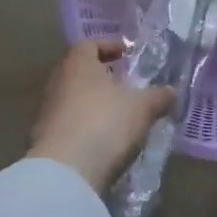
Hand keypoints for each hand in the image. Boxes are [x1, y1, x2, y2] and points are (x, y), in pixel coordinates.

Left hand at [26, 40, 175, 195]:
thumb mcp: (142, 107)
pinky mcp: (44, 138)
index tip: (127, 56)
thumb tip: (172, 92)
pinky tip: (104, 139)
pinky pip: (69, 123)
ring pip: (74, 98)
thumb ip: (159, 96)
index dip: (110, 46)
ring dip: (94, 103)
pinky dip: (86, 125)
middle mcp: (58, 81)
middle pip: (81, 71)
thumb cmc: (104, 123)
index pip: (90, 44)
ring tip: (119, 115)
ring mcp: (47, 111)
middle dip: (103, 76)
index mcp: (78, 64)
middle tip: (126, 85)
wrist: (64, 172)